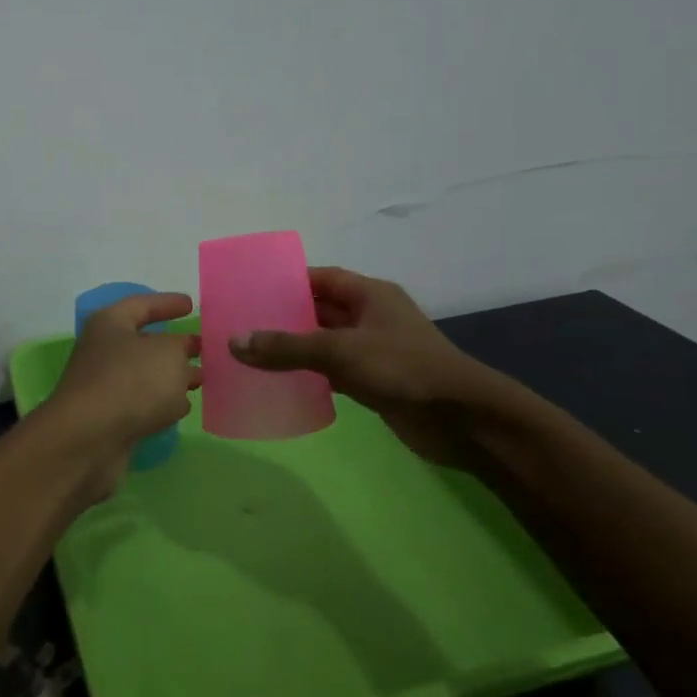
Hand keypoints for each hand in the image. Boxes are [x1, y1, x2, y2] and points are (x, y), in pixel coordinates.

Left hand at [40, 292, 201, 500]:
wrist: (89, 440)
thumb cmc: (131, 383)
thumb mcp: (168, 354)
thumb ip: (181, 348)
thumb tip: (180, 356)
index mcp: (111, 324)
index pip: (143, 304)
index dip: (167, 303)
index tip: (191, 305)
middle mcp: (104, 351)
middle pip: (145, 342)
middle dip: (175, 345)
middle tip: (203, 348)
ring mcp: (105, 386)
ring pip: (146, 375)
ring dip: (172, 377)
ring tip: (201, 380)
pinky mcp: (110, 418)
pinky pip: (142, 403)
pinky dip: (161, 403)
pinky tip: (182, 407)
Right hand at [228, 266, 518, 466]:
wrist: (460, 418)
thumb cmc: (402, 368)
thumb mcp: (340, 351)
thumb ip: (287, 347)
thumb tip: (235, 342)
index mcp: (370, 295)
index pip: (321, 278)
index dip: (288, 282)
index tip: (251, 291)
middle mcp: (371, 317)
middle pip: (319, 311)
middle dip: (284, 318)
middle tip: (241, 325)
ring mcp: (373, 351)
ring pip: (323, 344)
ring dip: (294, 349)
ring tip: (250, 354)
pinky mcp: (374, 382)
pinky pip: (332, 373)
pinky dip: (309, 376)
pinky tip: (279, 383)